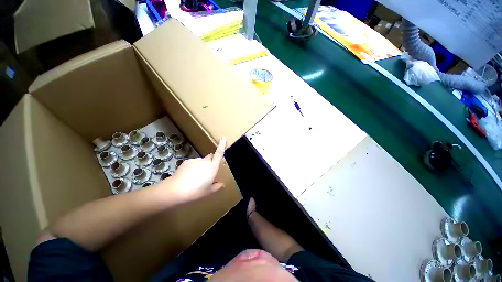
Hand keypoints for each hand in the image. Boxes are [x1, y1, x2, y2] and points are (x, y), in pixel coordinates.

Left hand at [169, 137, 225, 202]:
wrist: (176, 190)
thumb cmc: (196, 191)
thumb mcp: (208, 191)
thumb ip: (216, 186)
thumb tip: (222, 184)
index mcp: (212, 167)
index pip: (219, 154)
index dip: (222, 145)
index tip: (223, 137)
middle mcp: (205, 161)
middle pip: (210, 157)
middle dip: (211, 161)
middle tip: (207, 172)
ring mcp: (195, 160)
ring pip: (201, 161)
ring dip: (201, 166)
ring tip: (195, 177)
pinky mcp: (187, 161)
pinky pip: (193, 162)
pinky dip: (193, 167)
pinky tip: (188, 176)